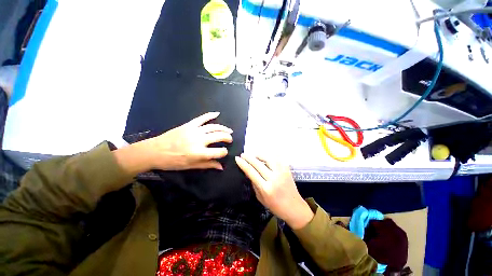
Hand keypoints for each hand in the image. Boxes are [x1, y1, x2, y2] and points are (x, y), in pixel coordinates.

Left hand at [143, 112, 232, 170]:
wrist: (154, 151)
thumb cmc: (173, 161)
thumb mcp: (190, 166)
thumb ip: (207, 165)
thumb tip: (221, 166)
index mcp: (199, 153)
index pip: (219, 151)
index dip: (224, 152)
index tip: (224, 152)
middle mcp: (198, 140)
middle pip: (219, 136)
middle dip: (227, 138)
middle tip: (230, 139)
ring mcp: (194, 130)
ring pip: (213, 127)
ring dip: (223, 128)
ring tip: (229, 130)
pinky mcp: (189, 125)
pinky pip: (202, 118)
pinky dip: (210, 115)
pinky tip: (217, 113)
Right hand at [235, 154, 313, 228]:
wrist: (295, 208)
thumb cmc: (275, 206)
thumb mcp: (260, 198)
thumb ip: (254, 184)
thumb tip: (248, 172)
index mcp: (266, 188)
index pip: (251, 172)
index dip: (243, 164)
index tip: (237, 158)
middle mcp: (274, 178)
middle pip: (258, 164)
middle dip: (248, 157)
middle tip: (242, 154)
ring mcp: (282, 172)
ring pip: (268, 158)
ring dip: (259, 155)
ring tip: (253, 154)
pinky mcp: (287, 169)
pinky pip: (276, 159)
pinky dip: (269, 156)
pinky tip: (264, 156)